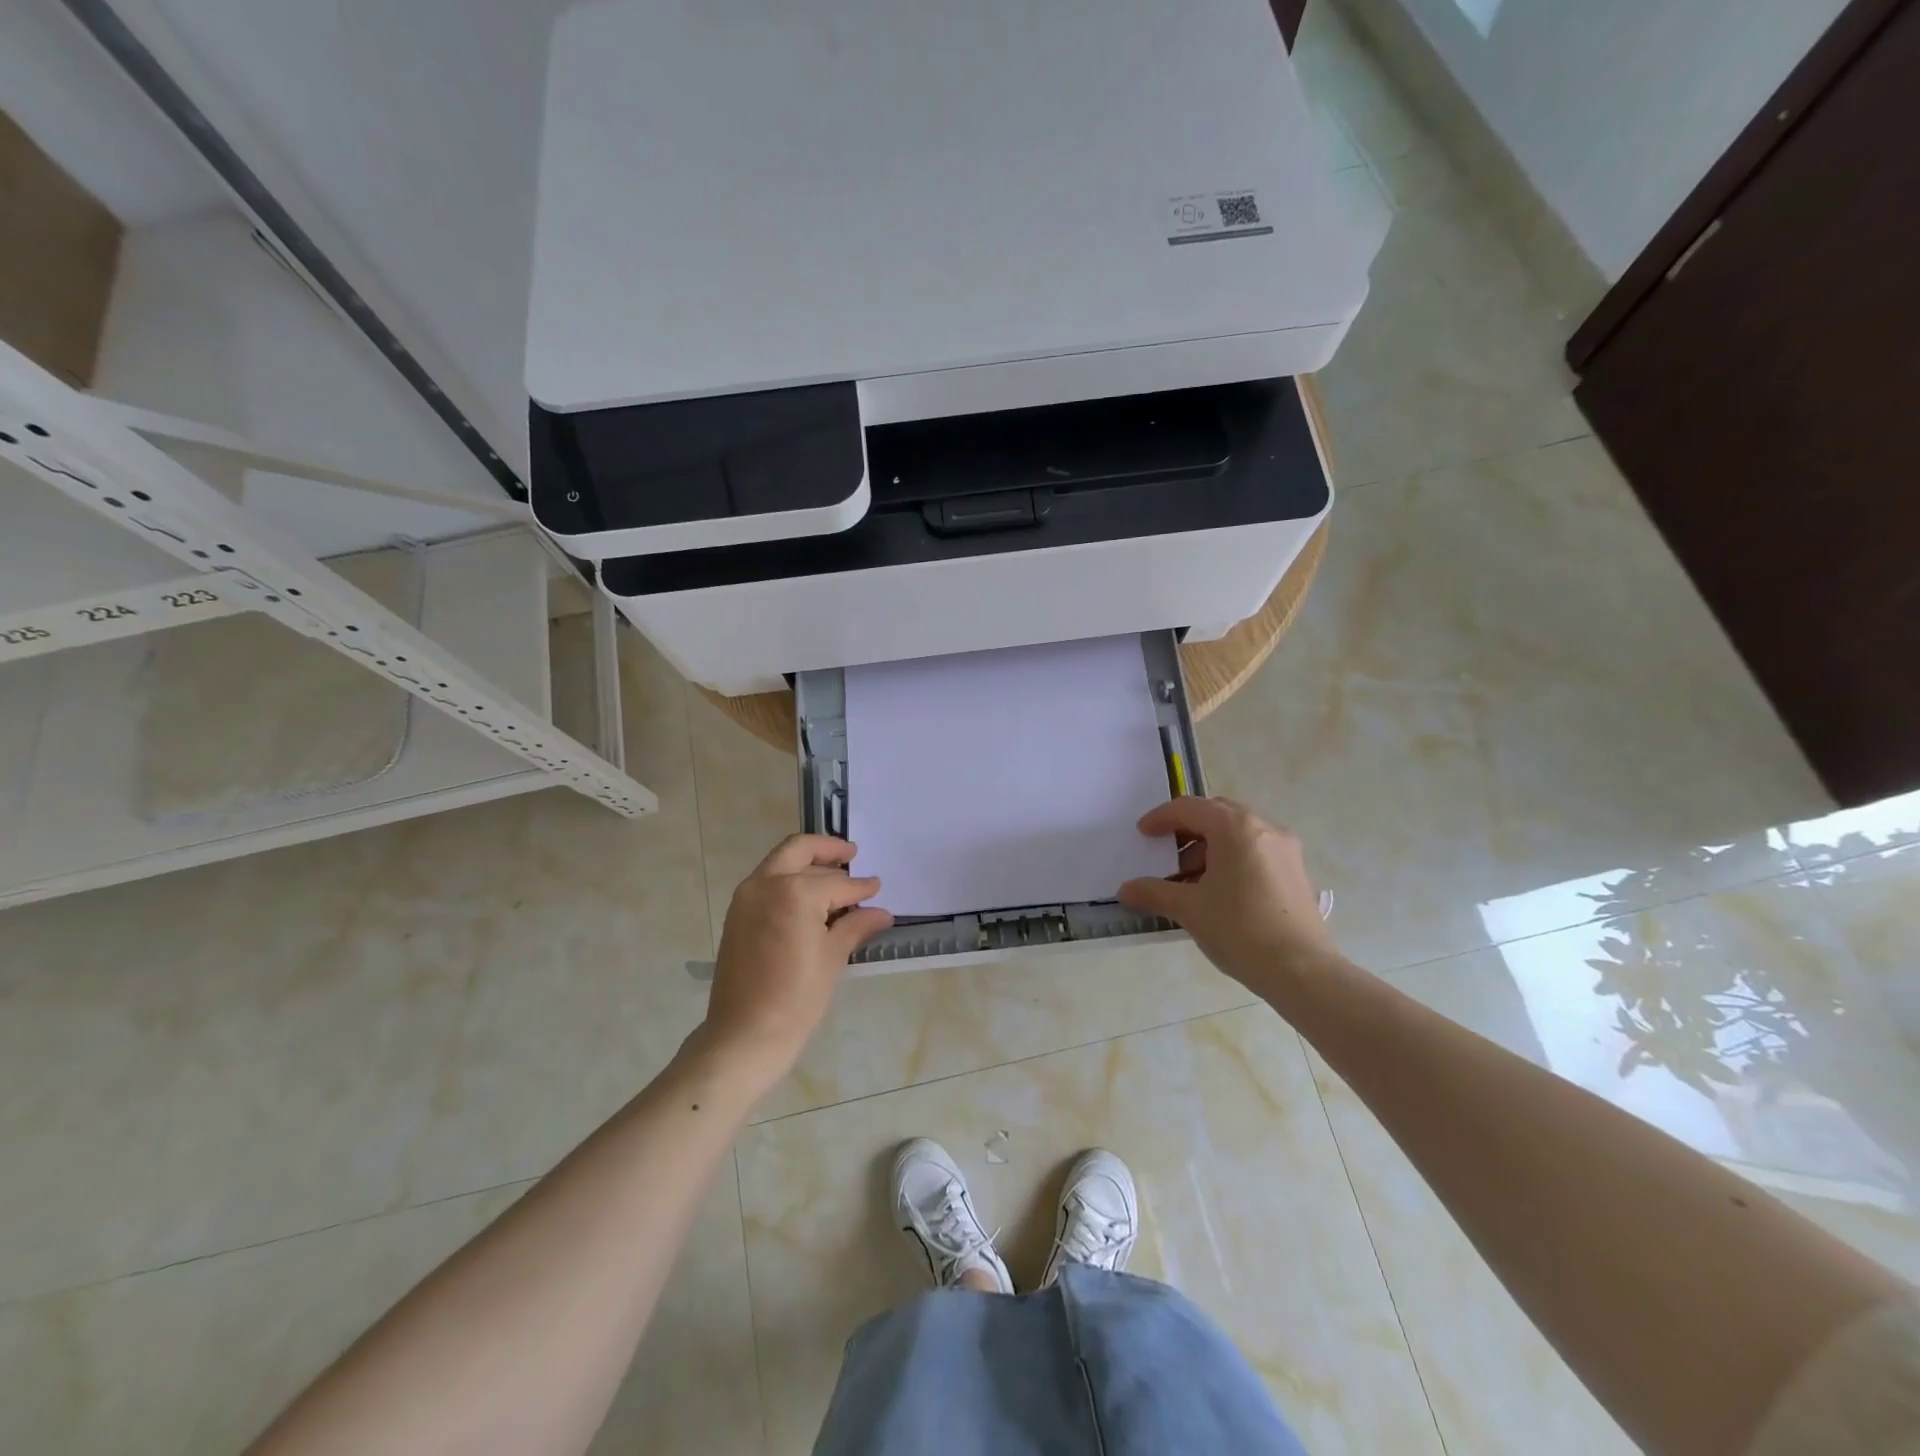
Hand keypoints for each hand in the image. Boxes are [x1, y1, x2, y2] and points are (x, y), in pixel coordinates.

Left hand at [695, 834, 892, 1089]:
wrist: (745, 1035)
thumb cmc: (796, 999)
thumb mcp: (832, 958)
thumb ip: (856, 926)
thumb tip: (881, 912)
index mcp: (794, 892)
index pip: (837, 883)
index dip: (861, 887)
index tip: (877, 887)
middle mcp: (766, 883)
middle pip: (799, 850)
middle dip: (827, 849)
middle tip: (851, 854)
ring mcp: (747, 897)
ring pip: (780, 862)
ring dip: (807, 862)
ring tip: (834, 875)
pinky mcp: (737, 913)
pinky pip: (767, 882)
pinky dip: (789, 879)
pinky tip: (810, 897)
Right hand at [1118, 797, 1338, 992]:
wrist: (1302, 971)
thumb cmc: (1240, 930)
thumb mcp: (1189, 909)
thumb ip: (1153, 892)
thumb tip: (1125, 890)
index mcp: (1236, 828)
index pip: (1189, 808)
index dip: (1161, 818)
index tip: (1142, 835)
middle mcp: (1264, 828)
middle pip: (1216, 814)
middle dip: (1186, 830)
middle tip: (1165, 853)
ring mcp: (1284, 849)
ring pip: (1237, 833)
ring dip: (1208, 848)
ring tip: (1188, 880)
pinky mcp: (1295, 871)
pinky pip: (1254, 850)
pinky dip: (1230, 859)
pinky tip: (1216, 891)